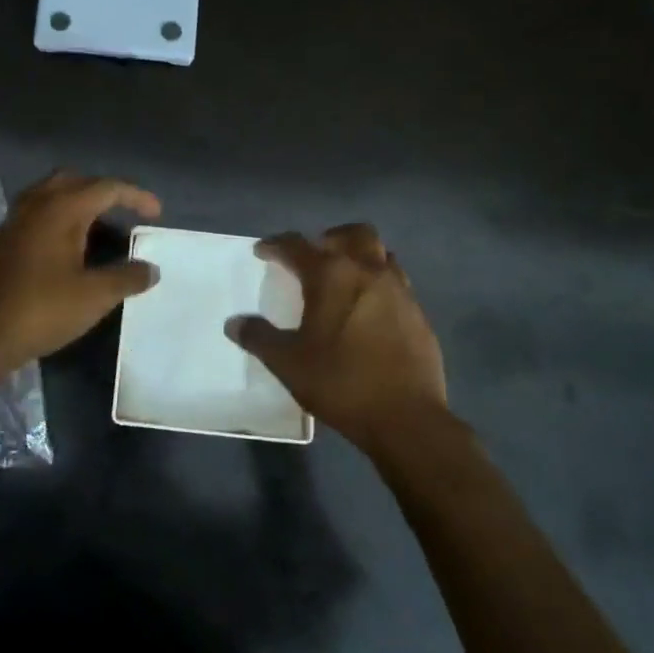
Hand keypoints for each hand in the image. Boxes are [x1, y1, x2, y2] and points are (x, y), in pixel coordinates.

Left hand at [0, 172, 161, 373]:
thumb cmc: (42, 310)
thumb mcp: (94, 297)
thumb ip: (127, 278)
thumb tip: (150, 268)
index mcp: (61, 209)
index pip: (106, 188)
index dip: (135, 196)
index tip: (156, 214)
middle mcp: (35, 205)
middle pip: (74, 181)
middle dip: (102, 191)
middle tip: (122, 213)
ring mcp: (12, 222)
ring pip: (49, 195)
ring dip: (75, 203)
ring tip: (95, 230)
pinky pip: (33, 215)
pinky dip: (55, 220)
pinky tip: (63, 250)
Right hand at [226, 224, 448, 454]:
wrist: (406, 418)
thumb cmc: (340, 382)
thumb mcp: (288, 363)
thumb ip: (259, 338)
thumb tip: (235, 323)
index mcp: (331, 275)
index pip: (297, 245)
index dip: (275, 245)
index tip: (262, 252)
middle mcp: (368, 271)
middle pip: (353, 234)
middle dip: (329, 238)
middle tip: (314, 257)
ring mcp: (400, 291)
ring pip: (381, 254)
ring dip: (360, 258)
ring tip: (344, 281)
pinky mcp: (418, 314)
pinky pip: (397, 283)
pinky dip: (379, 285)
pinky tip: (369, 311)